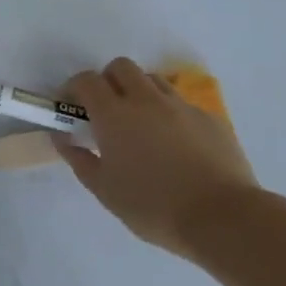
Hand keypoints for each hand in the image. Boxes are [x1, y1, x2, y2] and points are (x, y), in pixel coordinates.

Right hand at [56, 58, 258, 255]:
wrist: (223, 218)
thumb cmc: (153, 206)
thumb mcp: (104, 190)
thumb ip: (78, 158)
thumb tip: (62, 137)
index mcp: (114, 114)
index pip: (86, 80)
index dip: (73, 88)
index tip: (70, 106)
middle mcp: (146, 100)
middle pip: (121, 67)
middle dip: (107, 81)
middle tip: (105, 110)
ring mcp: (181, 106)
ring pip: (153, 80)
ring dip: (138, 91)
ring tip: (139, 123)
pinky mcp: (209, 118)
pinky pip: (181, 103)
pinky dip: (168, 112)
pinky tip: (173, 143)